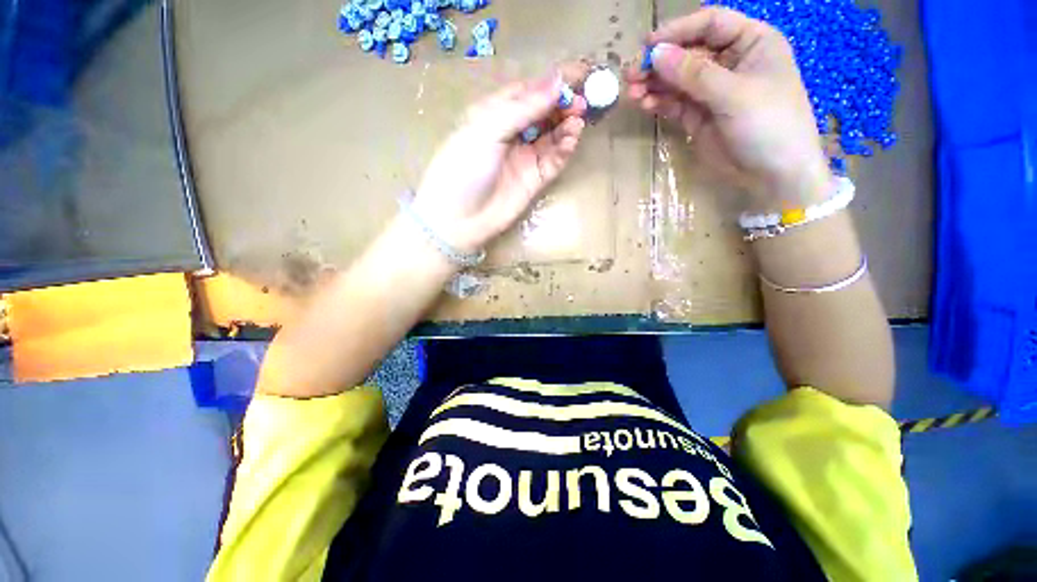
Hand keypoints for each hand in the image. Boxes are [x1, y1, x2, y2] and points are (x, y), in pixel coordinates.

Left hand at [413, 74, 587, 252]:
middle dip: (563, 104)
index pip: (528, 91)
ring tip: (577, 120)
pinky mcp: (535, 179)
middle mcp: (512, 133)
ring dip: (567, 125)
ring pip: (552, 135)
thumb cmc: (464, 168)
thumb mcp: (487, 129)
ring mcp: (525, 157)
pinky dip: (564, 148)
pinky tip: (571, 139)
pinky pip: (554, 160)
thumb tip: (556, 81)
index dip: (551, 83)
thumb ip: (523, 107)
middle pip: (544, 112)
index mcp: (494, 114)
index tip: (577, 74)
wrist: (459, 219)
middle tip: (581, 102)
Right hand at [626, 7, 828, 205]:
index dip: (679, 31)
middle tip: (631, 75)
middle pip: (688, 53)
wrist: (772, 175)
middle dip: (660, 62)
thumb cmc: (769, 125)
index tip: (648, 45)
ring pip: (677, 80)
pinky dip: (659, 102)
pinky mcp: (698, 116)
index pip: (711, 24)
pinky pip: (675, 103)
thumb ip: (694, 74)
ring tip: (632, 93)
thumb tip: (657, 54)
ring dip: (654, 84)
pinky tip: (645, 104)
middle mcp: (730, 62)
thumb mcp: (734, 95)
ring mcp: (712, 91)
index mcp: (751, 43)